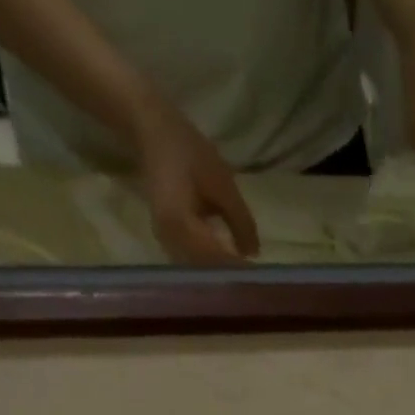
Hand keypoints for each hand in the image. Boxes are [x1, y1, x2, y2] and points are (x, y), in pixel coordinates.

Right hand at [133, 103, 260, 264]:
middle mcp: (170, 240)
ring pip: (200, 271)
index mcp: (181, 225)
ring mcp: (166, 242)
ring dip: (223, 276)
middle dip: (233, 278)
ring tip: (248, 280)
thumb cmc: (188, 152)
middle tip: (259, 284)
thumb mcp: (222, 184)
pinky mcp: (168, 241)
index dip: (240, 271)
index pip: (217, 260)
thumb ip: (241, 222)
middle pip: (207, 272)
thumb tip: (254, 254)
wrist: (151, 130)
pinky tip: (230, 268)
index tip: (263, 280)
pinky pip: (193, 262)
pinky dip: (212, 267)